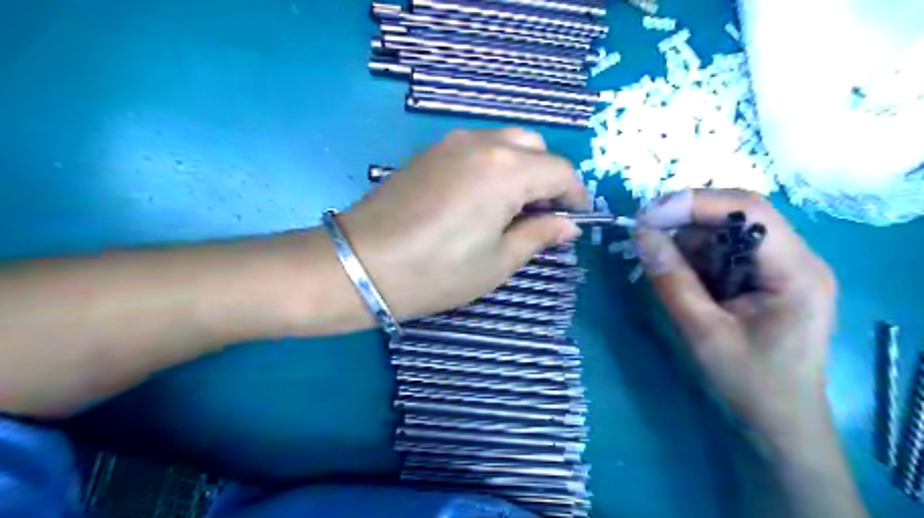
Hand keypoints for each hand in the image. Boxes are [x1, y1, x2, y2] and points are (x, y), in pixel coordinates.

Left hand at [339, 127, 582, 322]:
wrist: (360, 265)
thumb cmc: (436, 272)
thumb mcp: (497, 262)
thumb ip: (538, 235)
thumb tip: (567, 225)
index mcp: (506, 170)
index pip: (560, 171)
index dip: (575, 195)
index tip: (575, 221)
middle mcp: (482, 143)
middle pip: (534, 147)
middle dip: (548, 178)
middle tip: (542, 215)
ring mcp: (451, 143)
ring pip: (504, 143)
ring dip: (521, 169)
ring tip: (513, 209)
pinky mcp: (429, 152)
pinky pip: (476, 148)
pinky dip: (493, 166)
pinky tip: (481, 199)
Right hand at [636, 189, 839, 443]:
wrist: (778, 424)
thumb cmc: (749, 383)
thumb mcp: (703, 332)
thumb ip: (672, 280)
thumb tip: (640, 234)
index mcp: (795, 270)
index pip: (748, 210)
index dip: (694, 204)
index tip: (647, 216)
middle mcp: (794, 258)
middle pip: (735, 217)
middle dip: (685, 224)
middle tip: (643, 239)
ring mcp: (779, 268)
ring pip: (724, 233)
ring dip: (686, 244)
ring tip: (662, 270)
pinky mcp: (763, 279)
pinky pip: (722, 253)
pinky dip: (694, 260)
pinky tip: (681, 281)